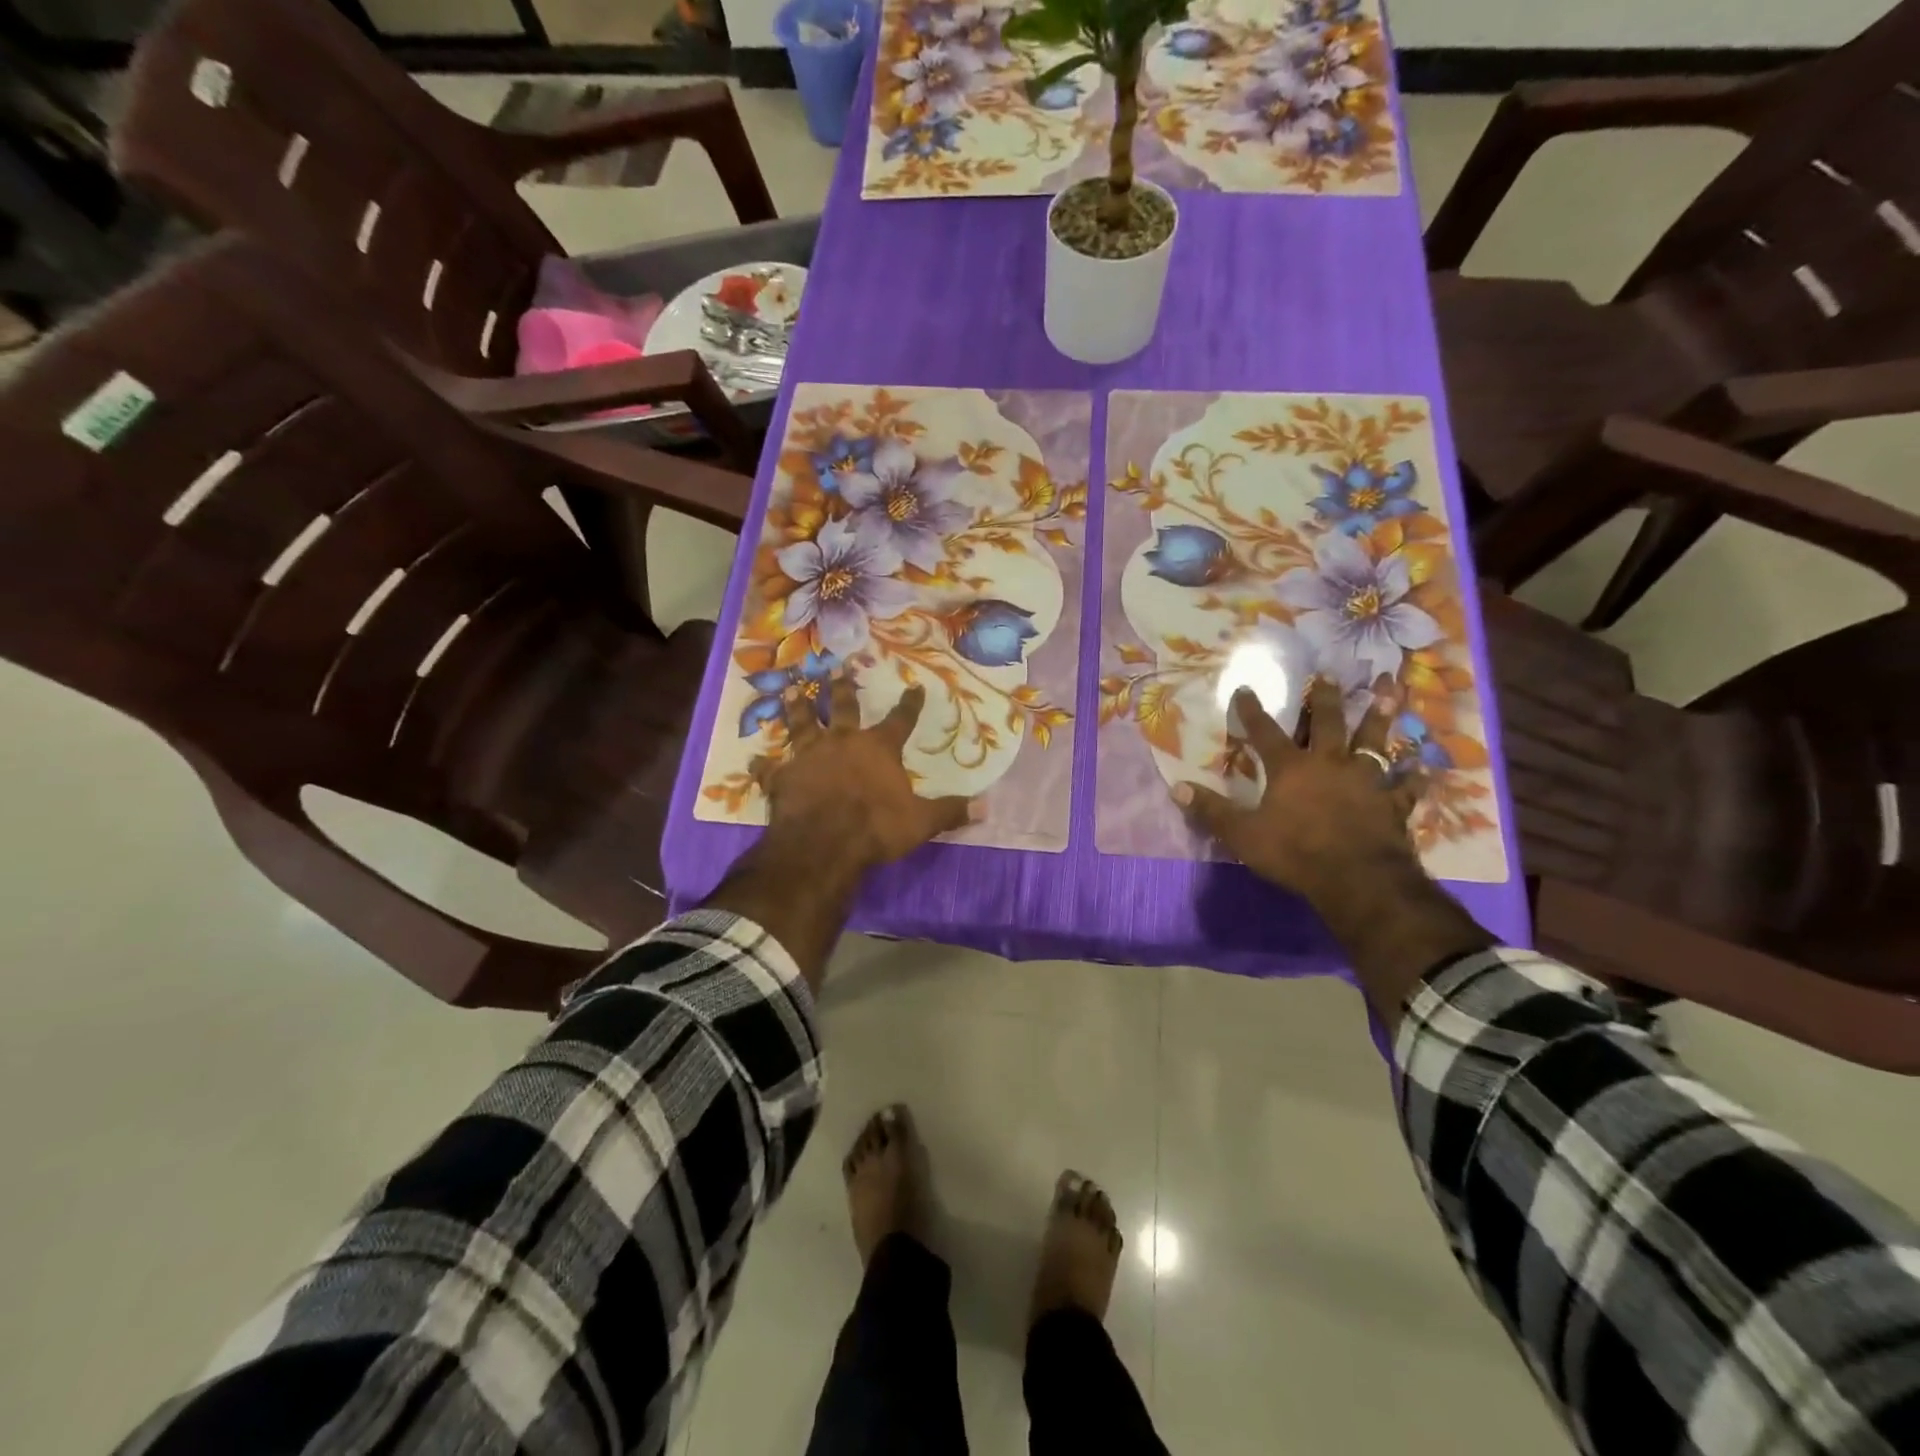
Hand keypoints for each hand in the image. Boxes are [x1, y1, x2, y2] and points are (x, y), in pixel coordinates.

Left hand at [760, 677, 974, 874]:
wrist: (824, 843)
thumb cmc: (876, 827)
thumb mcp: (921, 821)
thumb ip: (950, 811)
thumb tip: (986, 806)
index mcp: (878, 748)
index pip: (900, 720)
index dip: (909, 704)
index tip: (913, 687)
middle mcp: (842, 742)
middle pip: (843, 708)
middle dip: (841, 688)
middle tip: (836, 669)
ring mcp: (808, 756)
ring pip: (802, 724)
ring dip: (797, 708)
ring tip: (792, 690)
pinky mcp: (782, 778)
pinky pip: (770, 768)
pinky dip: (762, 764)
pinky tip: (752, 758)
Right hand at [1176, 680, 1421, 917]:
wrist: (1357, 879)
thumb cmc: (1295, 853)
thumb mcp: (1242, 834)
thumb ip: (1212, 810)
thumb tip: (1177, 788)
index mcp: (1291, 769)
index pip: (1265, 732)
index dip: (1252, 710)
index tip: (1245, 688)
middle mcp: (1330, 764)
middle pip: (1329, 723)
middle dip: (1325, 698)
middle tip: (1329, 675)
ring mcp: (1366, 782)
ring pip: (1374, 742)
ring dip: (1380, 717)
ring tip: (1388, 692)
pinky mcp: (1393, 804)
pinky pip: (1407, 786)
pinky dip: (1415, 776)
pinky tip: (1426, 766)